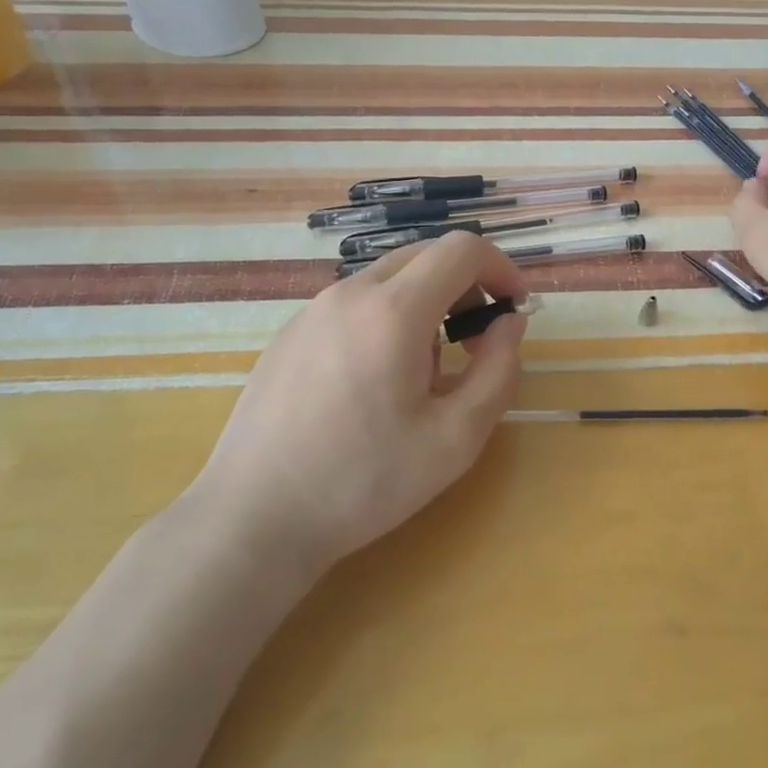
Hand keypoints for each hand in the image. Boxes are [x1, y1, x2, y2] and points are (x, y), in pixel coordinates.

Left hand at [194, 232, 527, 569]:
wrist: (253, 517)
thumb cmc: (364, 481)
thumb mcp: (456, 438)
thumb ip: (498, 371)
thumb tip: (509, 323)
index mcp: (393, 310)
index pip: (462, 249)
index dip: (501, 269)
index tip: (514, 311)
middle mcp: (350, 293)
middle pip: (425, 256)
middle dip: (466, 286)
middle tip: (476, 342)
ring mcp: (313, 310)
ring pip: (389, 279)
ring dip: (427, 304)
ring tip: (424, 372)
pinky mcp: (290, 332)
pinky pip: (355, 303)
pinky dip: (387, 317)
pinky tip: (375, 381)